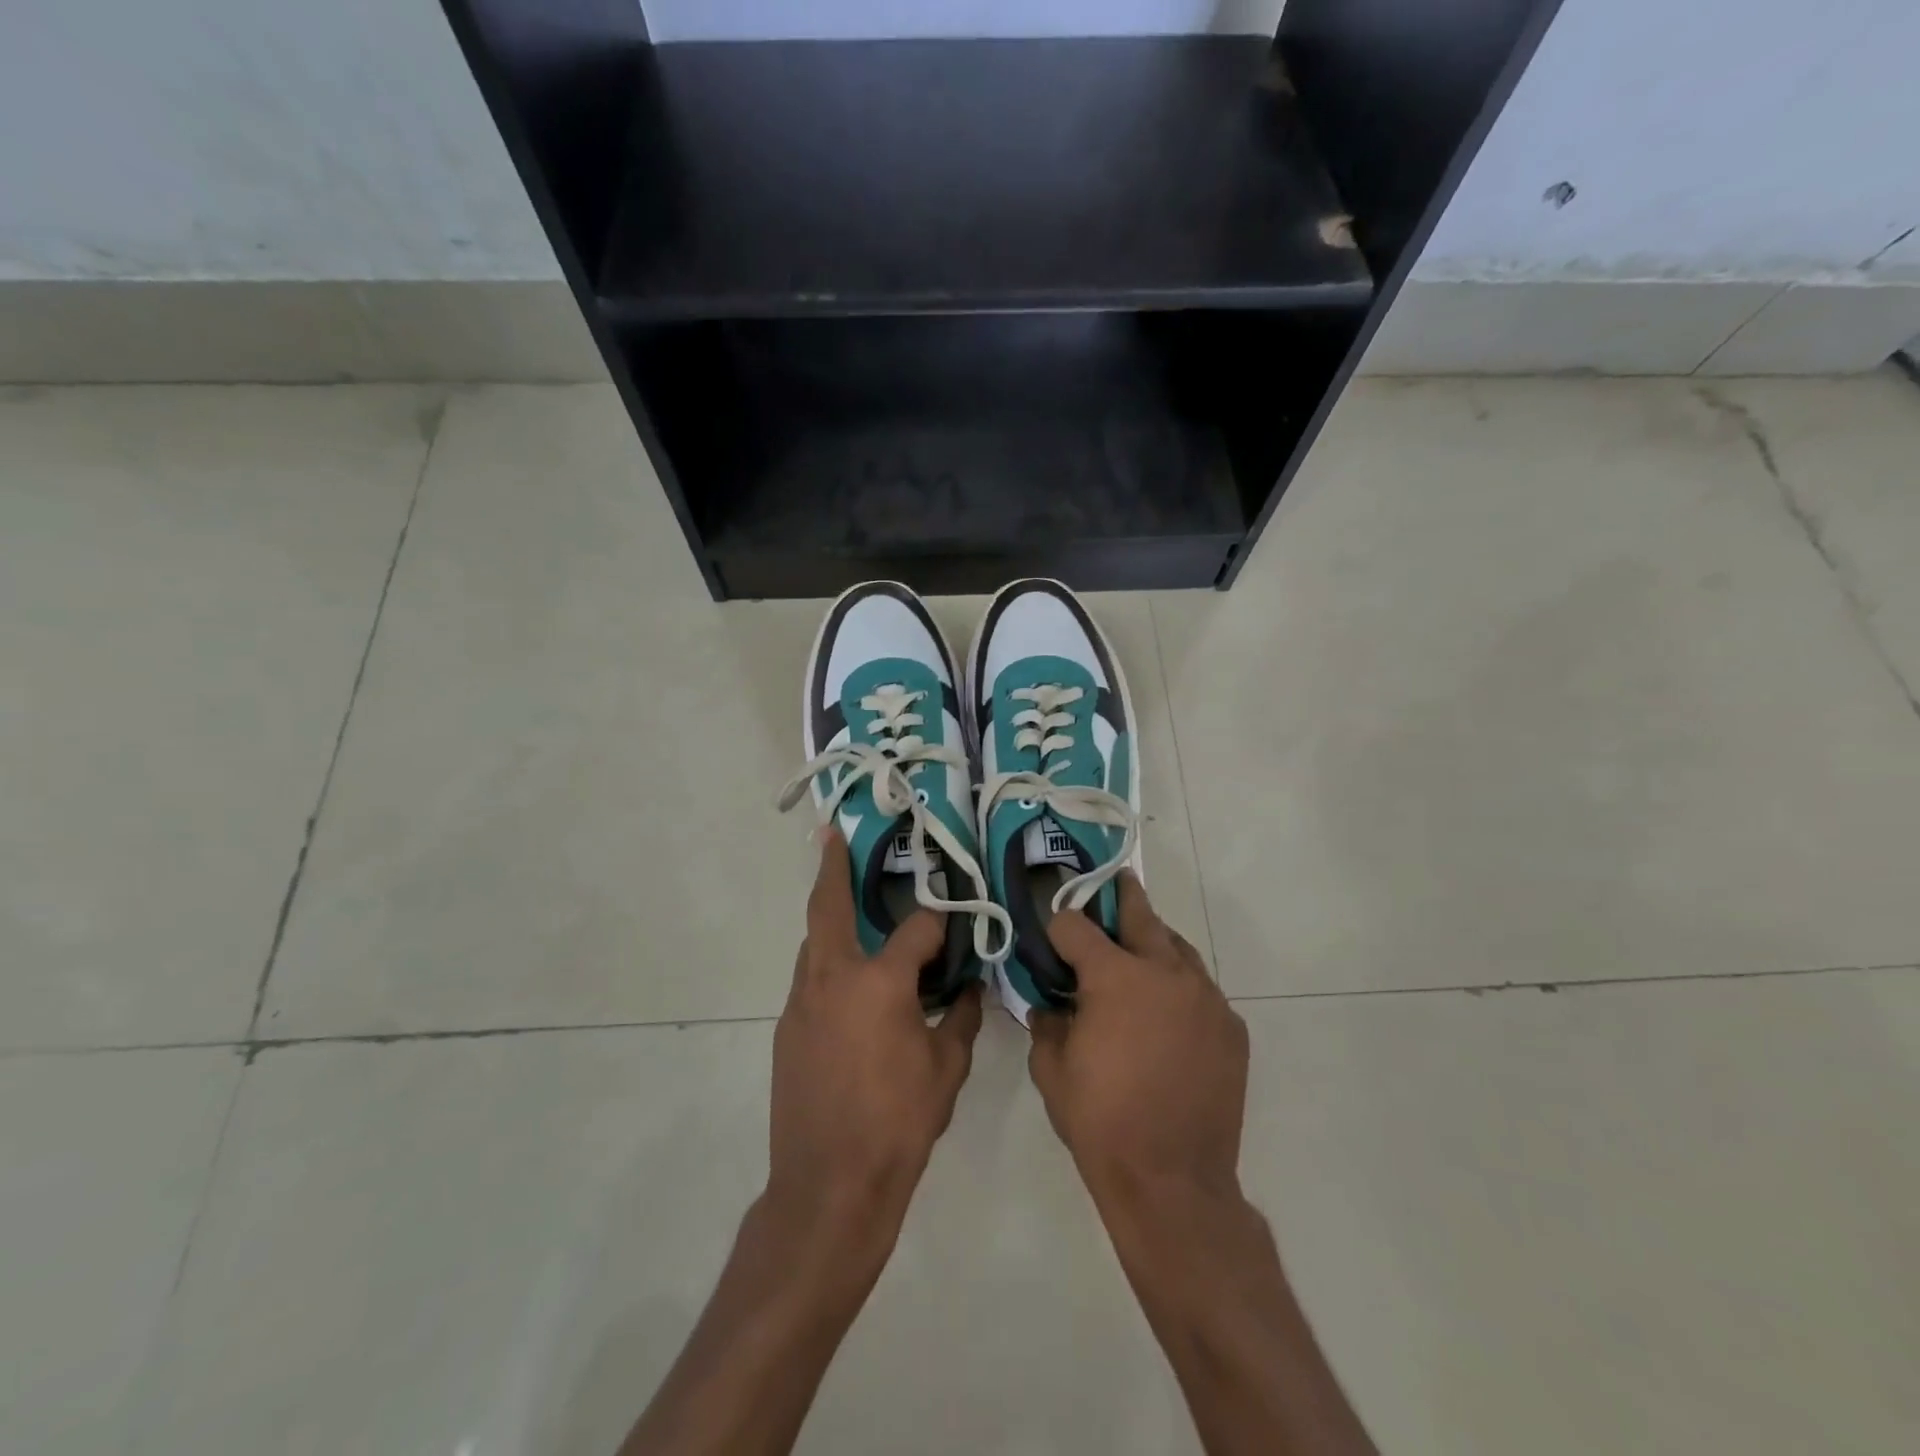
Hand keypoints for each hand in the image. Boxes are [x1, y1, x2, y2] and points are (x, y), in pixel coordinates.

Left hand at [767, 828, 983, 1246]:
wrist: (828, 1185)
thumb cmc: (897, 1124)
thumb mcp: (946, 1069)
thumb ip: (960, 1017)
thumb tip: (967, 988)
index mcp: (880, 982)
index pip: (916, 929)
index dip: (939, 924)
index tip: (953, 926)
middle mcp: (833, 977)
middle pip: (828, 908)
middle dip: (832, 868)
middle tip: (832, 836)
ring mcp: (801, 1002)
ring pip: (814, 943)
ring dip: (829, 918)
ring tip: (848, 905)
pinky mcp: (786, 1028)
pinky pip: (809, 979)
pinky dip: (827, 965)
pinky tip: (849, 985)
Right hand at [1028, 873, 1249, 1220]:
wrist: (1173, 1182)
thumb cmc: (1101, 1122)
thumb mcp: (1051, 1070)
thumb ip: (1045, 1022)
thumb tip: (1048, 1003)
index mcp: (1115, 977)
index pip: (1076, 924)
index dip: (1058, 927)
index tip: (1051, 939)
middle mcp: (1166, 973)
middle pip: (1140, 914)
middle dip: (1120, 897)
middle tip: (1113, 884)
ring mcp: (1206, 998)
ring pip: (1178, 948)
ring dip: (1154, 944)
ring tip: (1139, 956)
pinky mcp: (1231, 1026)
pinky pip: (1201, 990)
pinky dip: (1180, 989)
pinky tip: (1168, 1016)